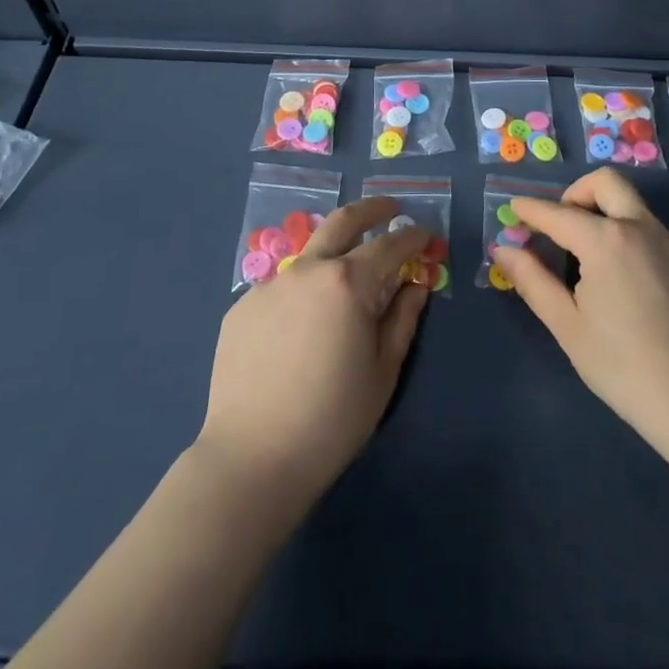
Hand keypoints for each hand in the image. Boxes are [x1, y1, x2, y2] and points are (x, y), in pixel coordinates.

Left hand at [196, 197, 432, 504]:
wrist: (252, 459)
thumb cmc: (332, 419)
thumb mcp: (383, 370)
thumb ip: (403, 318)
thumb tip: (416, 284)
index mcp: (348, 282)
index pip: (390, 245)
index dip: (413, 237)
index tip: (426, 234)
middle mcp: (307, 270)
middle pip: (343, 222)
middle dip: (372, 210)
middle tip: (391, 209)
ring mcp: (270, 286)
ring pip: (309, 255)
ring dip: (333, 254)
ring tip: (345, 279)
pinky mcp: (241, 308)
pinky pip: (281, 289)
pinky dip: (301, 294)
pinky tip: (301, 329)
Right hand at [492, 167, 668, 453]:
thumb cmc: (623, 367)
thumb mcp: (567, 326)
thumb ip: (532, 280)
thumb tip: (503, 249)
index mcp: (607, 240)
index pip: (558, 213)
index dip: (532, 209)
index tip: (516, 207)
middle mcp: (644, 228)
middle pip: (606, 183)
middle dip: (578, 193)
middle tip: (565, 225)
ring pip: (636, 211)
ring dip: (611, 221)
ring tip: (600, 269)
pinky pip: (661, 240)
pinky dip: (639, 249)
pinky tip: (640, 294)